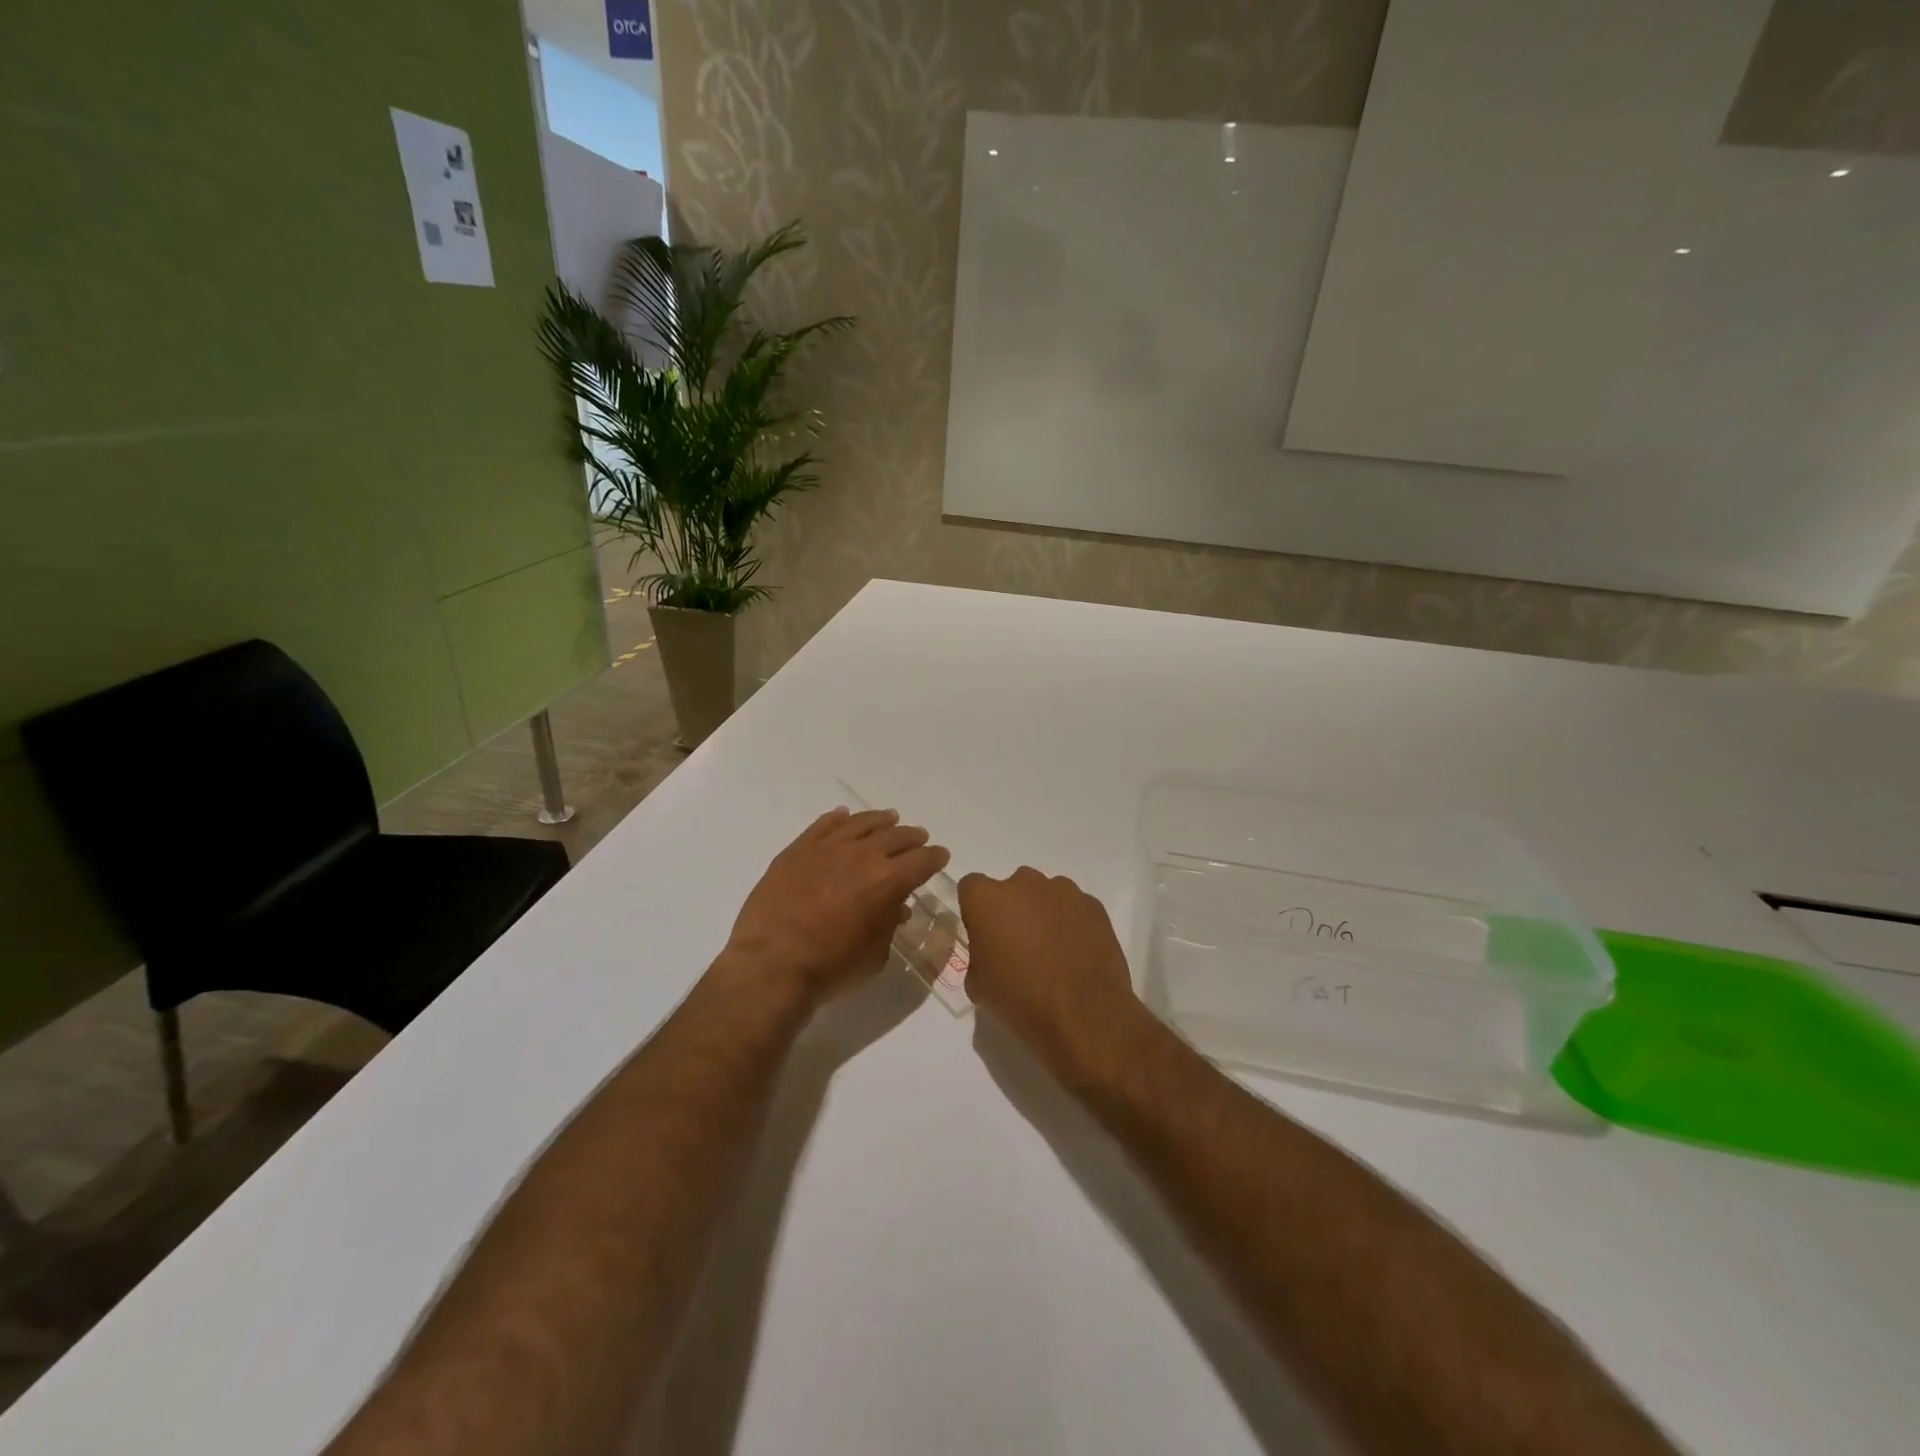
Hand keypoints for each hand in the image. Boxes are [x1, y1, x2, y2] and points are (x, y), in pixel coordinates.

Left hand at [724, 807, 949, 1012]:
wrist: (771, 966)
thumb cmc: (831, 968)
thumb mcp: (875, 955)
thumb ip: (889, 924)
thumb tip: (895, 907)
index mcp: (888, 881)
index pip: (921, 861)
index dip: (934, 857)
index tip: (940, 856)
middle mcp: (861, 856)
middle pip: (894, 837)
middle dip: (911, 837)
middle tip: (918, 837)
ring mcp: (826, 849)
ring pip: (859, 824)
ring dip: (879, 820)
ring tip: (889, 818)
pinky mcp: (796, 851)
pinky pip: (822, 826)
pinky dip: (837, 819)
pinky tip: (843, 816)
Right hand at [958, 867, 1146, 1077]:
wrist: (1083, 1014)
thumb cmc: (1020, 999)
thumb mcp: (978, 985)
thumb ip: (978, 955)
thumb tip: (991, 952)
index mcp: (987, 899)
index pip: (971, 887)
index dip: (976, 911)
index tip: (984, 936)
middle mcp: (1023, 883)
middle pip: (1011, 888)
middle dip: (1012, 910)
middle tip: (1018, 946)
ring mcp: (1063, 890)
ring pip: (1045, 895)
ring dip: (1043, 914)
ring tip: (1052, 952)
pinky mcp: (1093, 904)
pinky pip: (1074, 907)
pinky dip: (1071, 923)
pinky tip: (1076, 954)